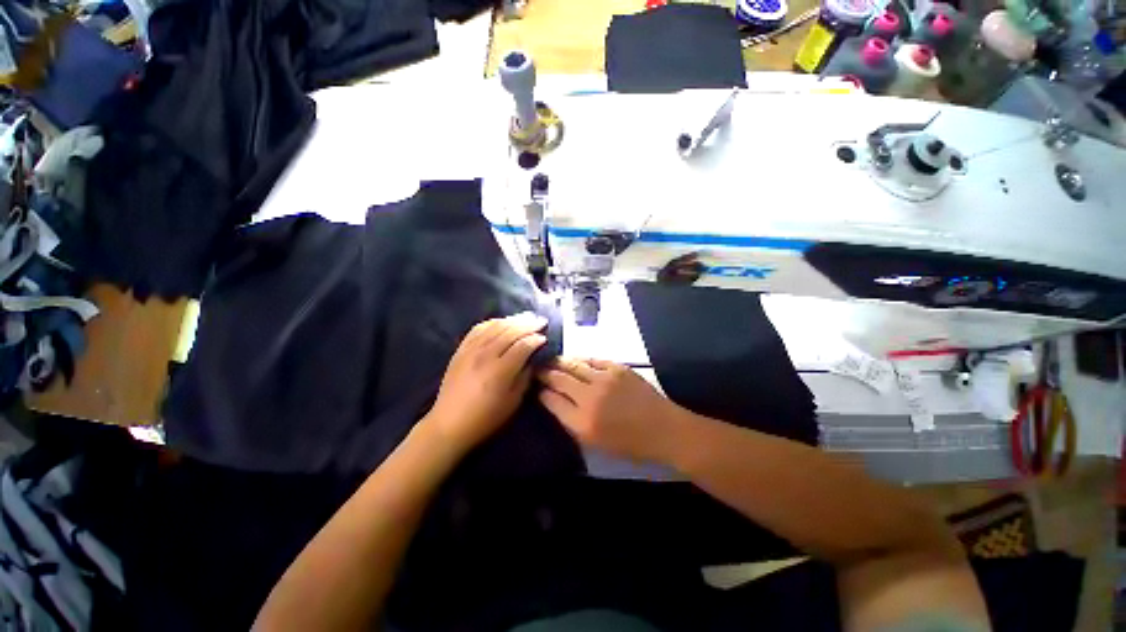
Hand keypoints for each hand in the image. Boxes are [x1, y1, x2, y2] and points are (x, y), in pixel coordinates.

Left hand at [425, 313, 547, 453]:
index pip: (522, 346)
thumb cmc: (485, 418)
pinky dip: (493, 322)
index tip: (545, 336)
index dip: (536, 339)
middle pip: (510, 331)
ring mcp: (470, 350)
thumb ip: (525, 377)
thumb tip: (532, 359)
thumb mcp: (513, 402)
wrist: (448, 424)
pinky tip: (502, 321)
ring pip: (495, 326)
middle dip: (528, 324)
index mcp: (499, 371)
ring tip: (526, 317)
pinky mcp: (461, 349)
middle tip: (541, 320)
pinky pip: (478, 328)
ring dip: (513, 319)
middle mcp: (485, 355)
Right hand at [538, 358, 684, 463]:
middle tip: (537, 369)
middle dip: (545, 373)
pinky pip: (592, 359)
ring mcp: (604, 379)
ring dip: (559, 362)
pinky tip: (575, 360)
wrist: (663, 429)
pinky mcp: (617, 368)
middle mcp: (590, 398)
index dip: (541, 392)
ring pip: (573, 365)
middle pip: (559, 379)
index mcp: (583, 422)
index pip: (552, 401)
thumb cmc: (629, 444)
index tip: (537, 387)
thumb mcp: (595, 443)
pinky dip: (580, 359)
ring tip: (551, 360)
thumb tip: (555, 401)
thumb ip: (572, 422)